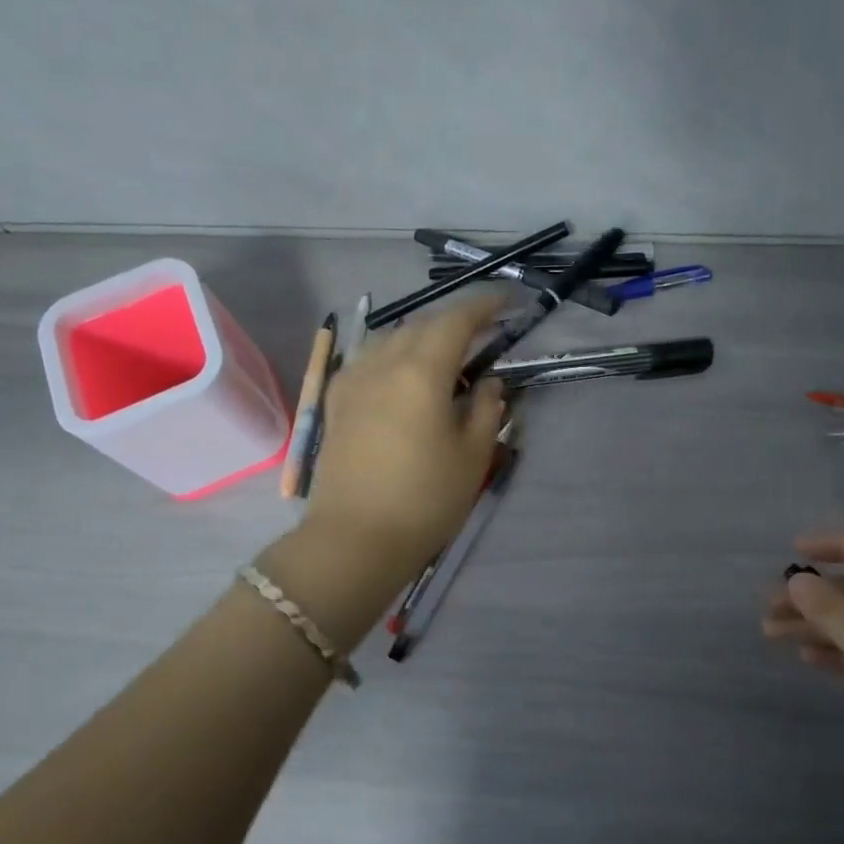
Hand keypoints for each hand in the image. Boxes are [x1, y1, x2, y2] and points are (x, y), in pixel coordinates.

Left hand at [302, 295, 508, 582]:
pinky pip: (369, 360)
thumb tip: (487, 383)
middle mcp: (382, 363)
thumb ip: (485, 410)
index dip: (484, 306)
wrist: (354, 540)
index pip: (456, 320)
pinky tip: (404, 376)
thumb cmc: (424, 499)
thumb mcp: (472, 456)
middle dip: (455, 321)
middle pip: (422, 325)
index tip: (508, 303)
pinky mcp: (336, 402)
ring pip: (391, 339)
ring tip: (446, 355)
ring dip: (422, 337)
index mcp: (421, 371)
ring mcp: (353, 380)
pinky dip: (395, 356)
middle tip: (483, 332)